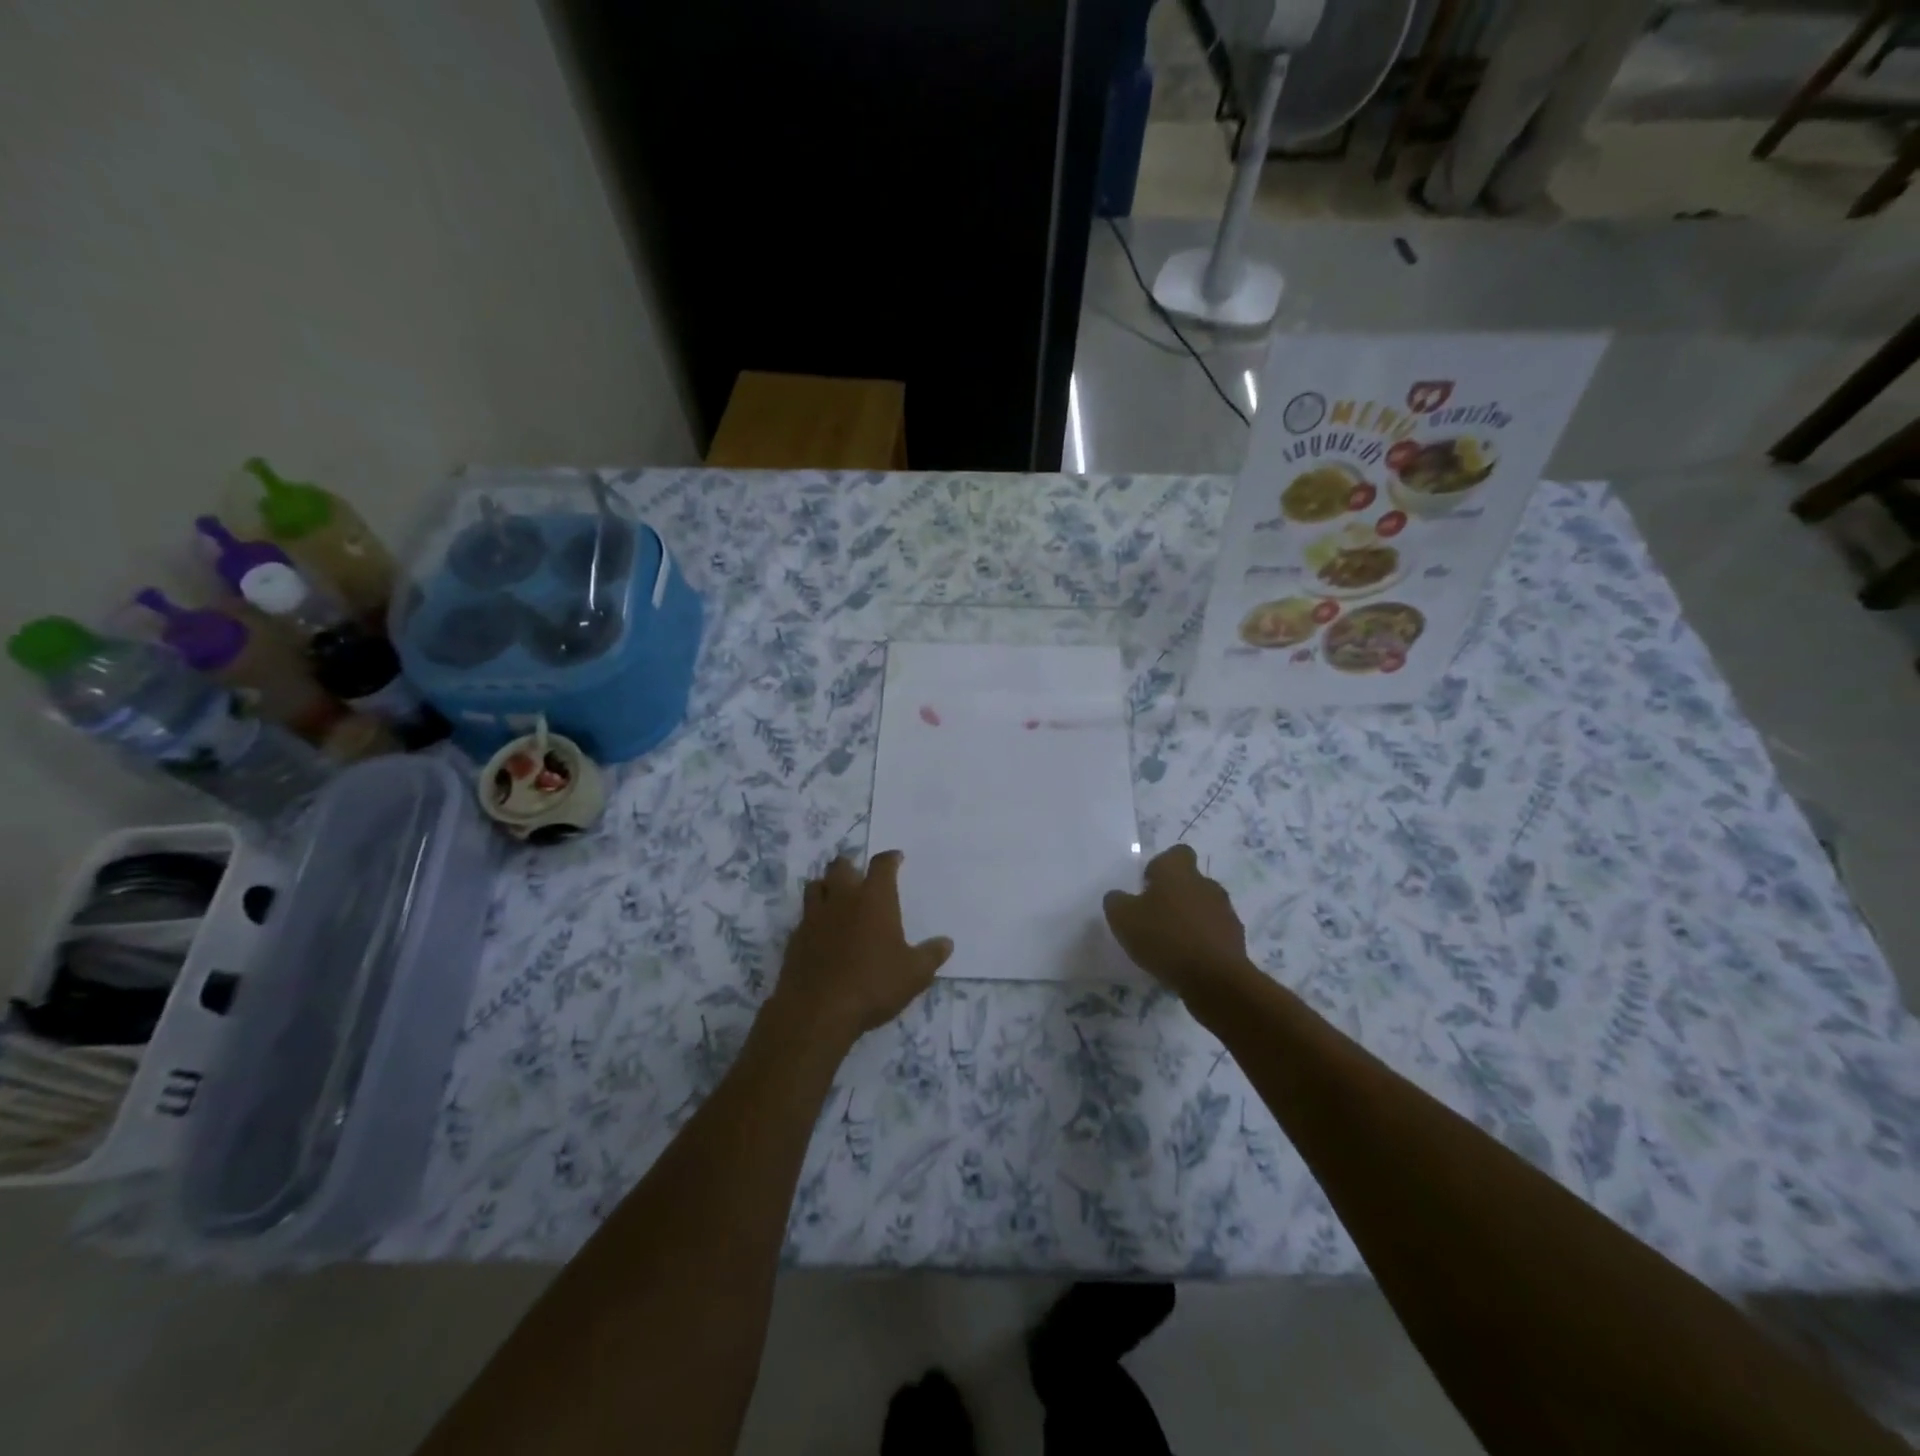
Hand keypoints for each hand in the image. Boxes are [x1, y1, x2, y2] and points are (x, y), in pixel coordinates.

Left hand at [770, 851, 951, 1045]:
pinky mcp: (795, 938)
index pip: (882, 865)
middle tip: (859, 875)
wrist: (818, 1011)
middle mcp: (842, 899)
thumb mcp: (914, 974)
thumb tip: (946, 942)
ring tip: (836, 896)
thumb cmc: (873, 984)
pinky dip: (813, 916)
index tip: (896, 858)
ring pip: (816, 886)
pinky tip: (821, 931)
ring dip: (826, 886)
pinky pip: (804, 916)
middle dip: (851, 866)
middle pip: (841, 866)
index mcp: (874, 899)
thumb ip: (931, 955)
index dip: (890, 858)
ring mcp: (814, 916)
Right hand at [1103, 844, 1251, 999]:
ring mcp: (1225, 911)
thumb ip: (1116, 902)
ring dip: (1190, 919)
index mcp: (1178, 871)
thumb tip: (1119, 897)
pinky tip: (1188, 961)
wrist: (1214, 978)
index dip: (1162, 866)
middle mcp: (1205, 883)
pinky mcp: (1236, 938)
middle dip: (1175, 896)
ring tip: (1171, 944)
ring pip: (1204, 907)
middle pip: (1190, 882)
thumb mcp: (1122, 918)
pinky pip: (1215, 933)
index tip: (1148, 886)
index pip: (1176, 853)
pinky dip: (1203, 941)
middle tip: (1155, 918)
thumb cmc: (1164, 937)